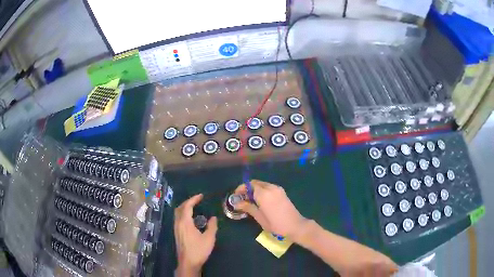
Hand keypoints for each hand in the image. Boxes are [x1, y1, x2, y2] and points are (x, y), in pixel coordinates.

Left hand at [174, 194, 217, 276]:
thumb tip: (213, 217)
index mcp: (185, 222)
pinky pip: (178, 218)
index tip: (201, 196)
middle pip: (180, 208)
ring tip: (194, 207)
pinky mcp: (176, 233)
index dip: (194, 199)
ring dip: (184, 208)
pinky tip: (190, 219)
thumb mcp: (209, 238)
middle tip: (197, 200)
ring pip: (177, 213)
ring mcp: (176, 228)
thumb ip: (212, 226)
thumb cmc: (199, 250)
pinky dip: (183, 214)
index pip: (187, 206)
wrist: (188, 262)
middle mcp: (178, 223)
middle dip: (188, 202)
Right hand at [234, 180, 308, 241]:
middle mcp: (271, 188)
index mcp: (264, 194)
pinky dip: (262, 191)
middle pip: (256, 183)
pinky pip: (269, 187)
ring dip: (255, 189)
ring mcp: (278, 189)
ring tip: (250, 200)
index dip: (241, 188)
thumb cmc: (276, 224)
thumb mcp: (260, 217)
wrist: (295, 225)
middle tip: (242, 198)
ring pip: (262, 184)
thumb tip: (237, 203)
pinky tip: (260, 201)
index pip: (249, 185)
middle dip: (247, 188)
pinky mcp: (282, 192)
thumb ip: (248, 207)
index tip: (236, 195)